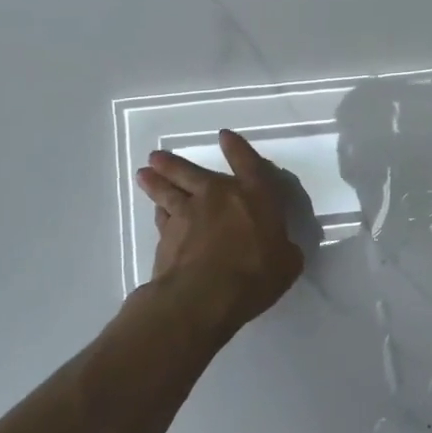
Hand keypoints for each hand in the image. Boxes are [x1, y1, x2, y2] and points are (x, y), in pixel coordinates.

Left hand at [135, 131, 304, 335]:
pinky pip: (161, 218)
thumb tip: (282, 249)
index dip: (237, 148)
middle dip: (174, 163)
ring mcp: (187, 214)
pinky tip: (156, 212)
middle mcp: (218, 196)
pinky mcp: (166, 237)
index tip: (224, 136)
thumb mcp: (287, 263)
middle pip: (191, 172)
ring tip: (144, 173)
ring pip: (167, 191)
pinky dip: (158, 213)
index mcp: (255, 195)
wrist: (204, 296)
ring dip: (156, 182)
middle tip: (157, 156)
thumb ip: (284, 250)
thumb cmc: (255, 274)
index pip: (247, 163)